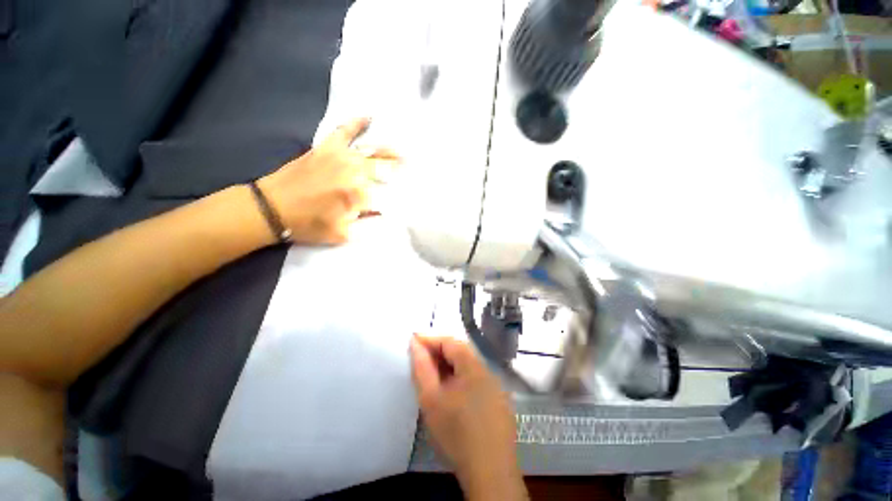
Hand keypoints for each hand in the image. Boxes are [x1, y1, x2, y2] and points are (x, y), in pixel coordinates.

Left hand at [257, 117, 401, 244]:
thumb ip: (368, 224)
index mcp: (359, 195)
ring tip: (401, 149)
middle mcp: (354, 172)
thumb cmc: (309, 225)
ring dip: (388, 150)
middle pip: (384, 167)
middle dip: (399, 168)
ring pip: (371, 150)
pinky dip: (357, 123)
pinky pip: (344, 131)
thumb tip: (385, 212)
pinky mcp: (326, 148)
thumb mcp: (343, 234)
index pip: (387, 194)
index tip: (407, 196)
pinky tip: (369, 116)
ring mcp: (340, 156)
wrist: (272, 208)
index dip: (398, 195)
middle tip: (412, 165)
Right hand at [410, 335, 527, 500]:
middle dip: (439, 350)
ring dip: (450, 364)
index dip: (431, 338)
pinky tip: (453, 392)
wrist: (489, 472)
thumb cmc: (455, 433)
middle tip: (421, 357)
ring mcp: (496, 386)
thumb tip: (416, 344)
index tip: (413, 339)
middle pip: (461, 351)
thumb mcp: (431, 399)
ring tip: (433, 373)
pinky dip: (461, 378)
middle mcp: (487, 370)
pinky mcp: (499, 401)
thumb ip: (422, 368)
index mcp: (473, 366)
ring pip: (469, 366)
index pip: (450, 341)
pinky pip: (476, 379)